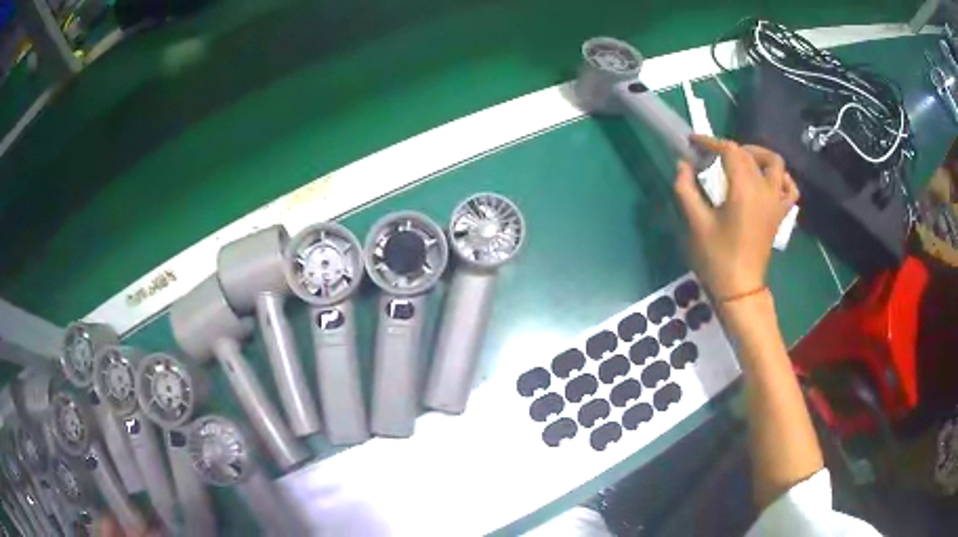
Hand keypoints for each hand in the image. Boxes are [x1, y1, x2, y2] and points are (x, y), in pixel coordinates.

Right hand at [674, 135, 798, 300]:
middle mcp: (765, 190)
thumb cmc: (717, 258)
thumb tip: (682, 165)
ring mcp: (776, 202)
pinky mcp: (780, 214)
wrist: (740, 289)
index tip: (693, 142)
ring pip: (775, 164)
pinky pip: (789, 188)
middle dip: (727, 149)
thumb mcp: (696, 223)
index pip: (730, 151)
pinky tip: (768, 180)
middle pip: (748, 155)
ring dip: (757, 155)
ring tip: (741, 161)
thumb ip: (686, 189)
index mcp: (744, 190)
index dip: (710, 142)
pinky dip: (781, 178)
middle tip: (709, 158)